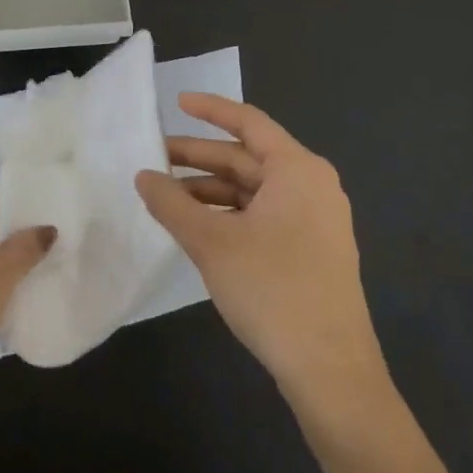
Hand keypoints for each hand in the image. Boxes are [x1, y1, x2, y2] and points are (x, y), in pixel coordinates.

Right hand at [135, 95, 387, 408]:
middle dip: (200, 157)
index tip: (177, 102)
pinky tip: (197, 227)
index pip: (249, 123)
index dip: (211, 110)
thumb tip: (143, 176)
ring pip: (253, 190)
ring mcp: (315, 219)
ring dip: (211, 190)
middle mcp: (312, 185)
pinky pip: (263, 215)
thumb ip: (172, 204)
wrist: (330, 370)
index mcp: (298, 170)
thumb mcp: (212, 243)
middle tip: (155, 158)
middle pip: (248, 158)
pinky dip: (229, 214)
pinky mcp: (311, 249)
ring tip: (166, 198)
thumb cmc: (272, 290)